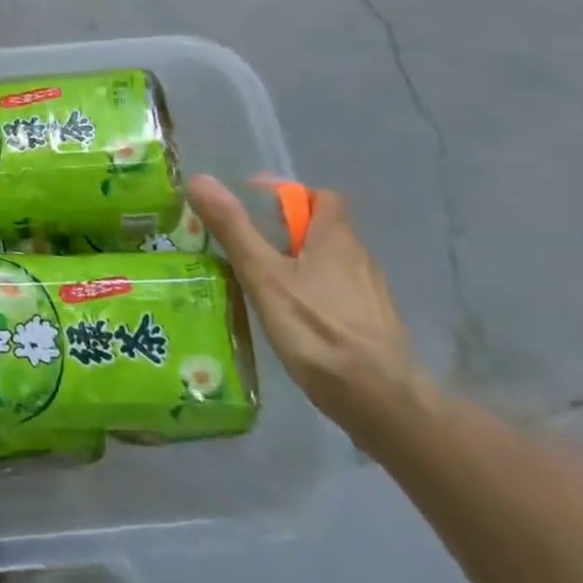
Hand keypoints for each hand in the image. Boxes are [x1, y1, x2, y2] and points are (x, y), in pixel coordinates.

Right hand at [188, 174, 428, 438]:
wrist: (382, 403)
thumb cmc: (318, 330)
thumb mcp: (263, 275)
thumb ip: (233, 228)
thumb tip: (200, 179)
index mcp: (336, 238)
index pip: (320, 197)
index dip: (287, 195)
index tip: (251, 207)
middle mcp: (359, 258)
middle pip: (321, 230)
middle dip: (283, 232)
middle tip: (243, 248)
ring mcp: (370, 295)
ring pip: (328, 264)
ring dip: (295, 264)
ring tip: (258, 283)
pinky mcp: (372, 326)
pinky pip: (336, 294)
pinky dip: (311, 294)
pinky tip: (289, 317)